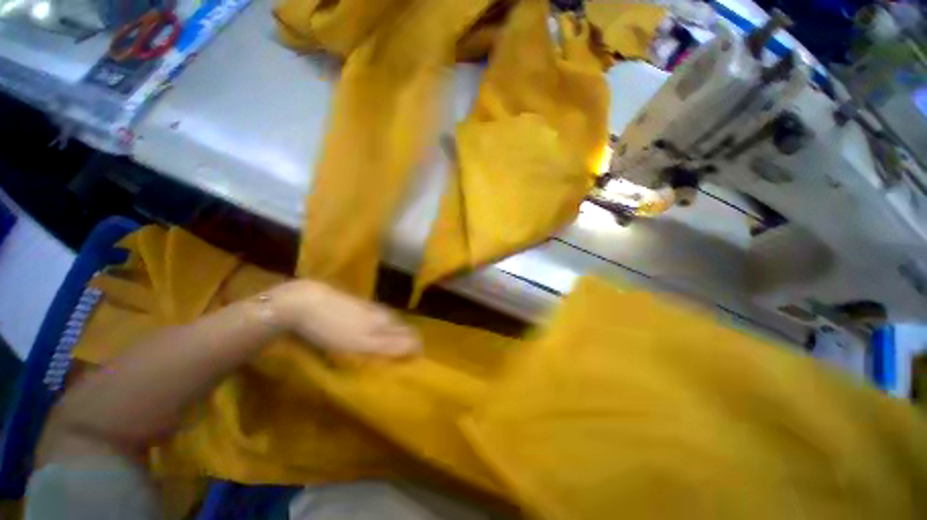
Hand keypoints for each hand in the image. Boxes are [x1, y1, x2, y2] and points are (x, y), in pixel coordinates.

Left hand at [268, 280, 420, 356]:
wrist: (307, 301)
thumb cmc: (334, 327)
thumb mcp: (363, 342)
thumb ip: (391, 345)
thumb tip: (418, 347)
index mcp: (386, 321)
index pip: (411, 335)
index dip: (415, 348)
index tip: (412, 364)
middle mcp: (382, 313)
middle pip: (401, 328)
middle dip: (405, 343)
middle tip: (399, 361)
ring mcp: (369, 308)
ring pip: (388, 323)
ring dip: (392, 337)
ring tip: (387, 351)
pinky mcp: (357, 306)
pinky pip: (376, 320)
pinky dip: (378, 330)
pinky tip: (369, 335)